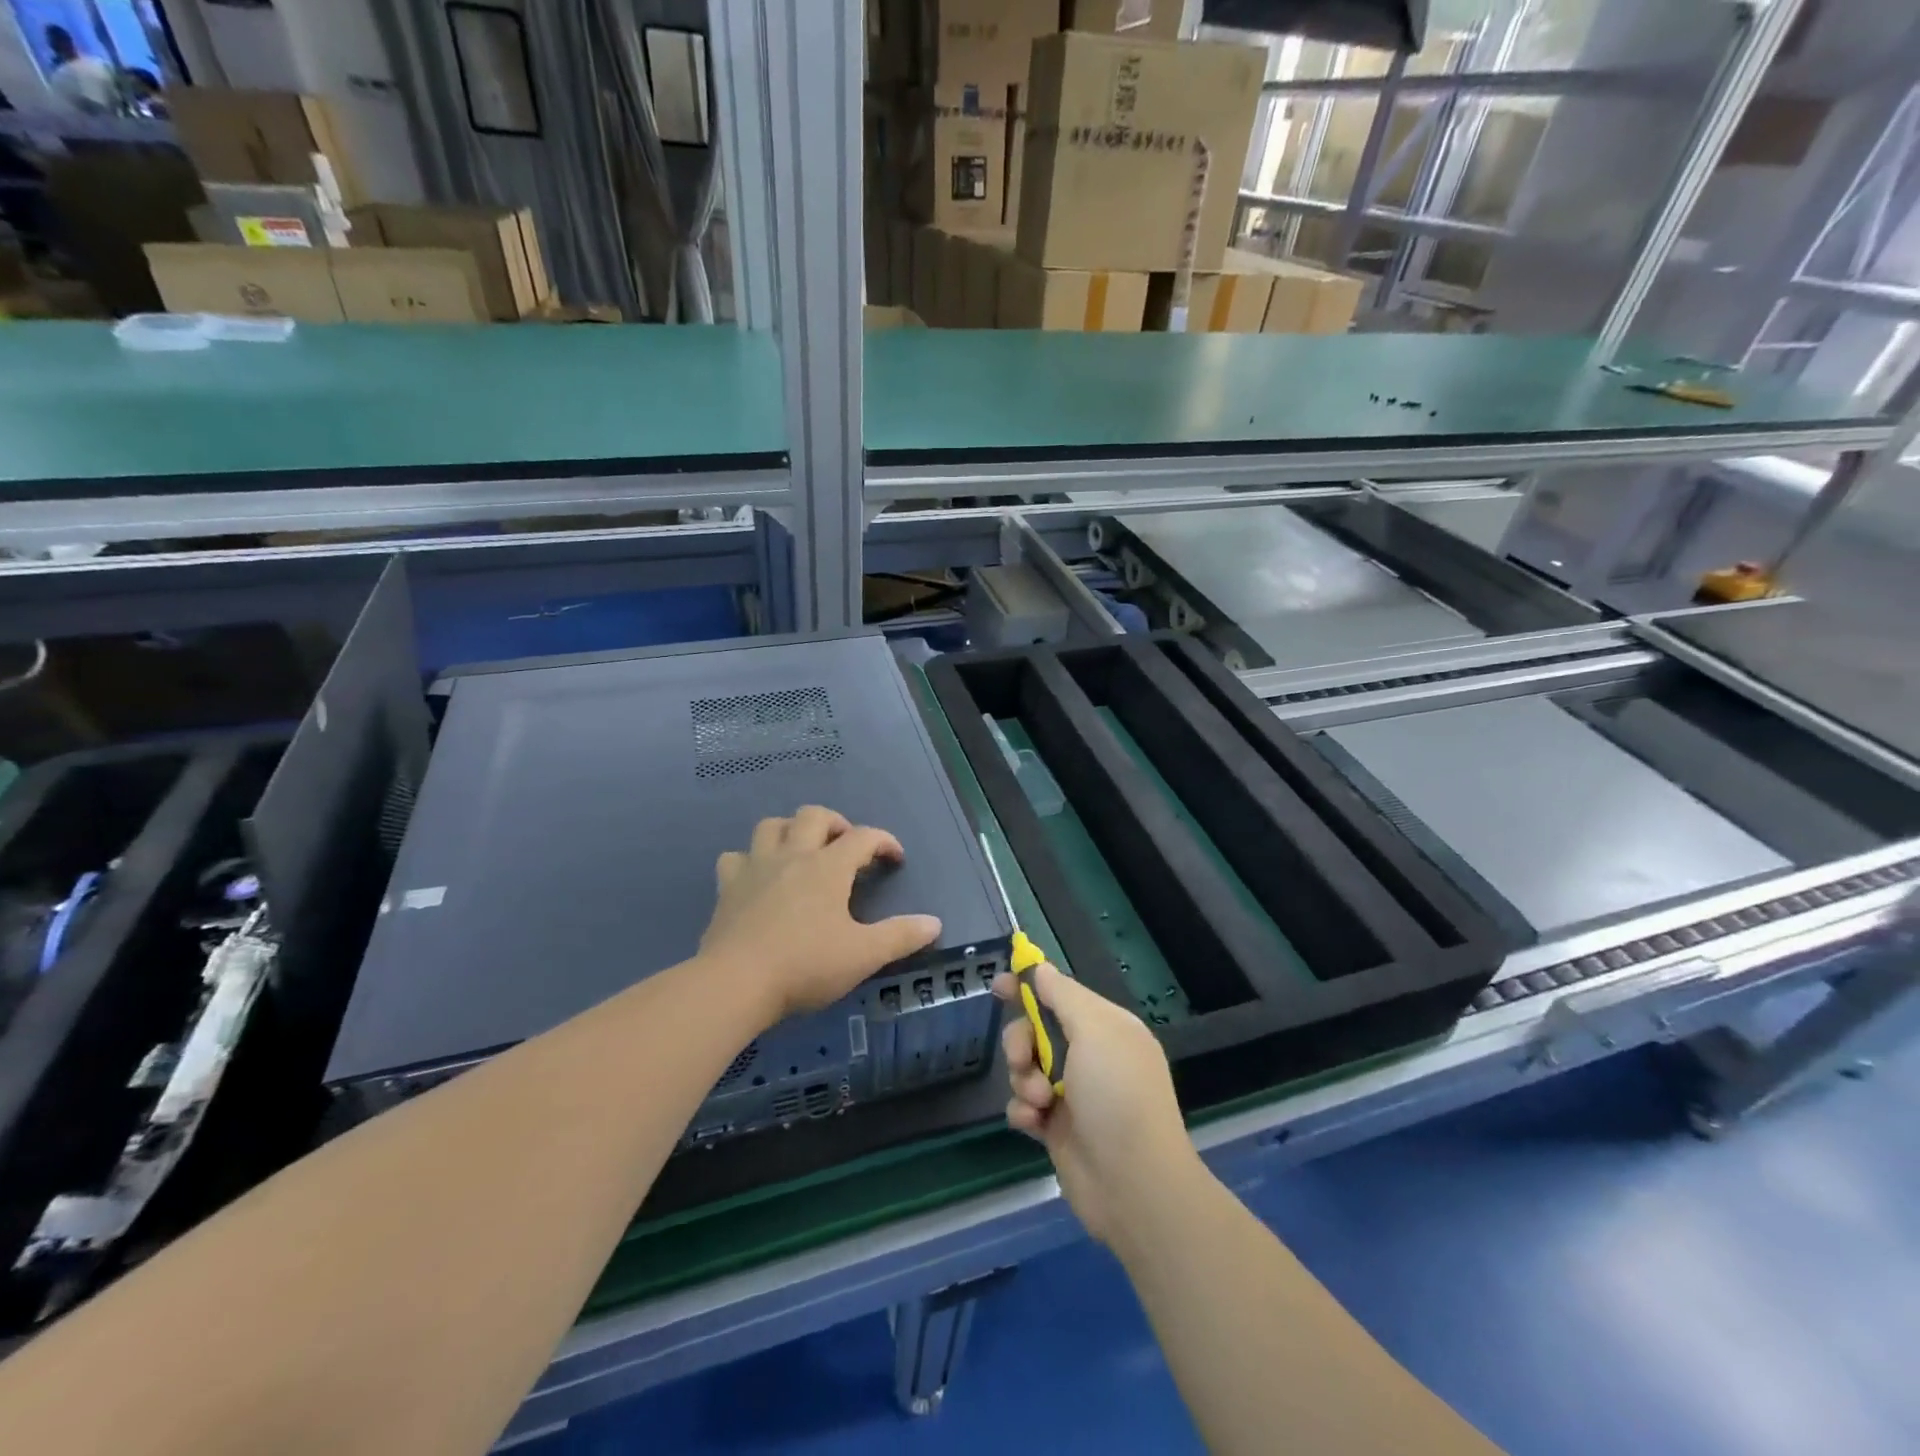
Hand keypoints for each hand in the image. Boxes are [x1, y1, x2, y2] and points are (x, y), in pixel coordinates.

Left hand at [700, 806, 941, 1024]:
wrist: (736, 982)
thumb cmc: (805, 965)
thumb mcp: (863, 955)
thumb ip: (901, 936)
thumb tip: (934, 923)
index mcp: (828, 867)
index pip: (864, 837)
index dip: (884, 841)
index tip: (895, 859)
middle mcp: (792, 856)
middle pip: (814, 816)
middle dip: (835, 823)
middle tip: (846, 847)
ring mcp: (756, 867)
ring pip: (771, 826)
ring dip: (790, 830)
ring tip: (801, 850)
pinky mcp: (727, 887)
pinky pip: (735, 857)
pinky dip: (749, 859)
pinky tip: (757, 877)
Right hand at [994, 962, 1197, 1245]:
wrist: (1134, 1186)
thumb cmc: (1117, 1095)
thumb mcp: (1094, 1030)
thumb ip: (1062, 995)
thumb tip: (1040, 967)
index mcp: (1106, 1027)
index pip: (1060, 994)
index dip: (1029, 986)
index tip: (998, 983)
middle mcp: (1091, 1056)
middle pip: (1035, 1029)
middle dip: (1021, 1041)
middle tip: (1023, 1059)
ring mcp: (1073, 1093)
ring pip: (1025, 1067)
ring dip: (1024, 1079)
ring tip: (1040, 1101)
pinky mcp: (1057, 1128)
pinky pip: (1024, 1104)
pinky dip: (1024, 1110)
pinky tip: (1035, 1123)